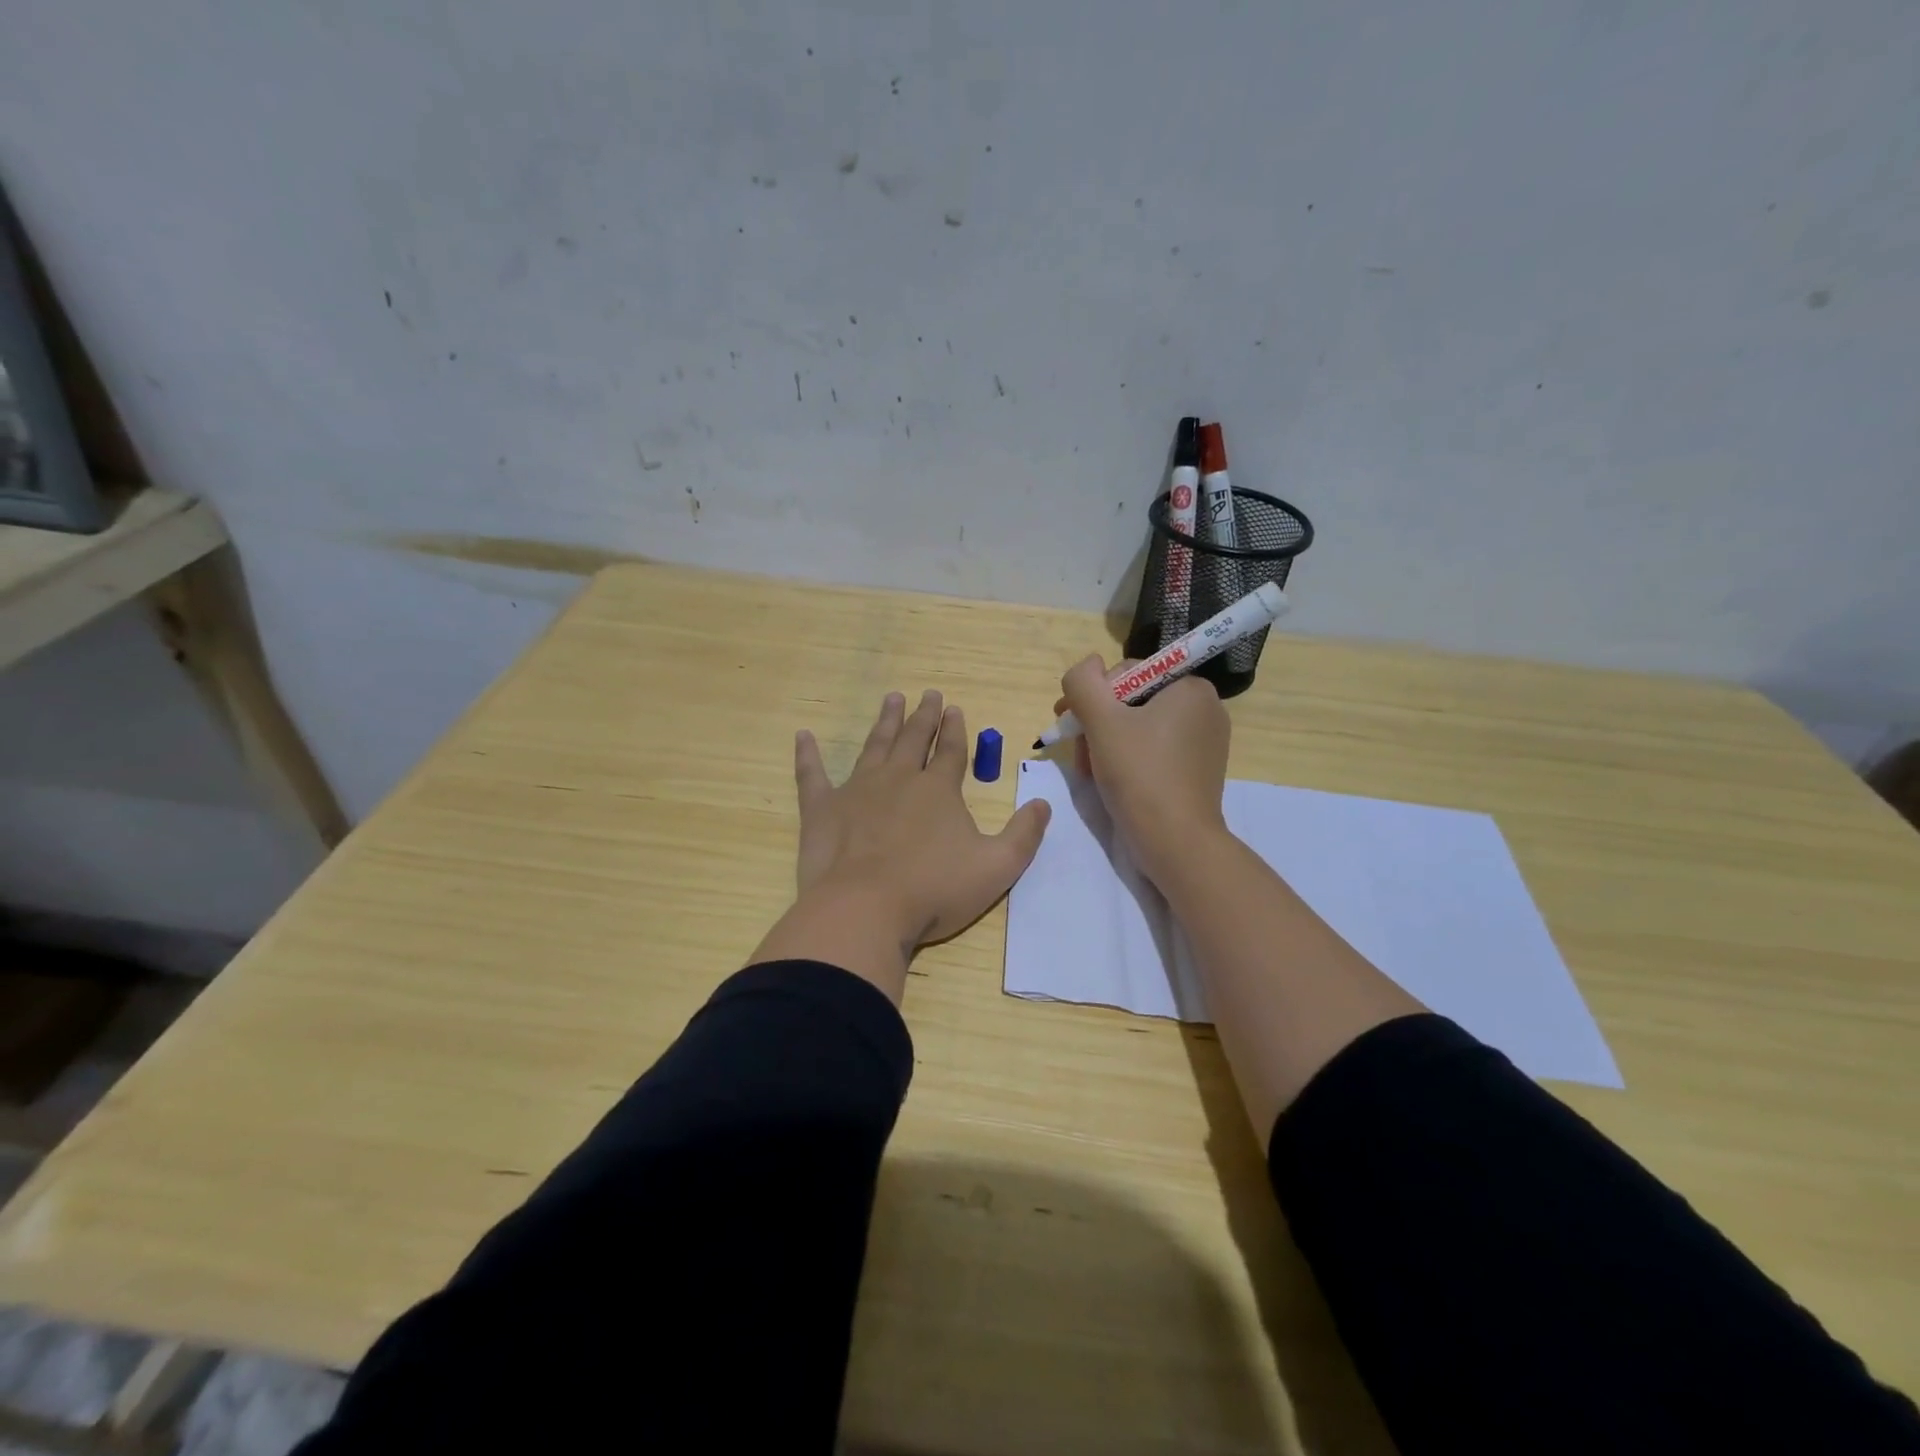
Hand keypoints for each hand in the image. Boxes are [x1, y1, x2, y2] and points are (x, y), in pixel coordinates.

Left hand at [752, 690, 1051, 1001]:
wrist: (865, 909)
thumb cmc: (934, 890)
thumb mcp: (997, 867)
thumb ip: (1024, 835)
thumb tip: (1043, 804)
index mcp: (938, 790)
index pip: (951, 751)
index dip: (955, 730)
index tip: (954, 709)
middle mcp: (898, 779)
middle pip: (914, 739)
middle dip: (923, 716)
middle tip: (927, 694)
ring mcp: (857, 790)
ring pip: (874, 746)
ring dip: (884, 722)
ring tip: (891, 699)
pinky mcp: (822, 809)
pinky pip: (812, 775)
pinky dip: (807, 755)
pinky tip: (803, 736)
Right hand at [1058, 656, 1229, 886]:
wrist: (1175, 843)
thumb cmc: (1139, 775)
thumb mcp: (1101, 721)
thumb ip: (1084, 682)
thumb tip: (1087, 666)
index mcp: (1190, 687)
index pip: (1128, 673)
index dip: (1092, 696)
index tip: (1068, 723)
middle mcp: (1205, 708)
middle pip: (1132, 701)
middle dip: (1097, 724)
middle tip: (1077, 754)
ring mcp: (1205, 741)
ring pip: (1139, 728)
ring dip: (1106, 743)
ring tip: (1090, 771)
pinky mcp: (1198, 770)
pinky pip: (1155, 750)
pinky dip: (1128, 759)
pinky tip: (1111, 780)